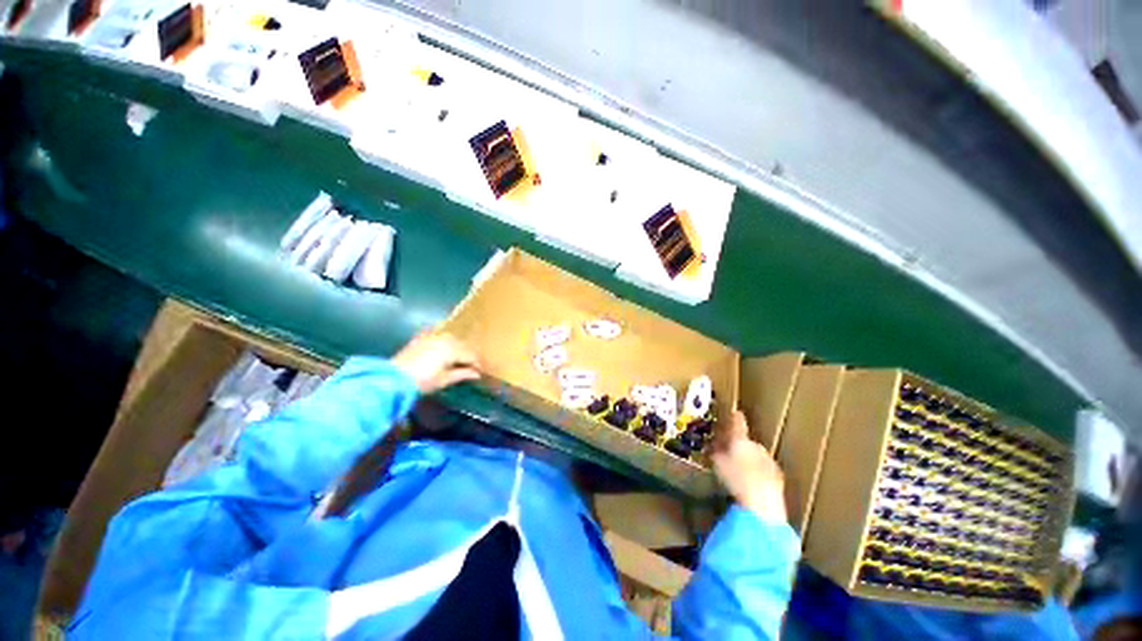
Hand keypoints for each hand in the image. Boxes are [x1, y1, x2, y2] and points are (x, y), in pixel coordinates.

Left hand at [391, 330, 481, 394]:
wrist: (393, 378)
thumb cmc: (422, 381)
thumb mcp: (444, 379)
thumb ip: (462, 374)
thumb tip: (476, 374)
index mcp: (453, 348)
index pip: (471, 355)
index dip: (476, 364)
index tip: (479, 372)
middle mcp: (445, 338)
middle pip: (463, 345)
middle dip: (467, 355)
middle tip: (470, 367)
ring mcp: (433, 336)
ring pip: (452, 339)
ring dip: (457, 348)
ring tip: (457, 360)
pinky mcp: (422, 337)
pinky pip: (439, 336)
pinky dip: (444, 342)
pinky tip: (444, 348)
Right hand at [712, 410, 787, 522]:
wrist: (761, 502)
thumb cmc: (734, 478)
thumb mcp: (717, 463)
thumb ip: (715, 452)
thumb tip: (712, 446)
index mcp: (741, 440)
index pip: (738, 425)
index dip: (735, 419)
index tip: (736, 412)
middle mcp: (756, 446)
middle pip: (747, 442)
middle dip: (740, 446)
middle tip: (730, 453)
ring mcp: (769, 460)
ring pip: (757, 455)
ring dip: (750, 459)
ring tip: (741, 470)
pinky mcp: (777, 476)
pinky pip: (765, 469)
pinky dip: (759, 472)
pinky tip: (753, 482)